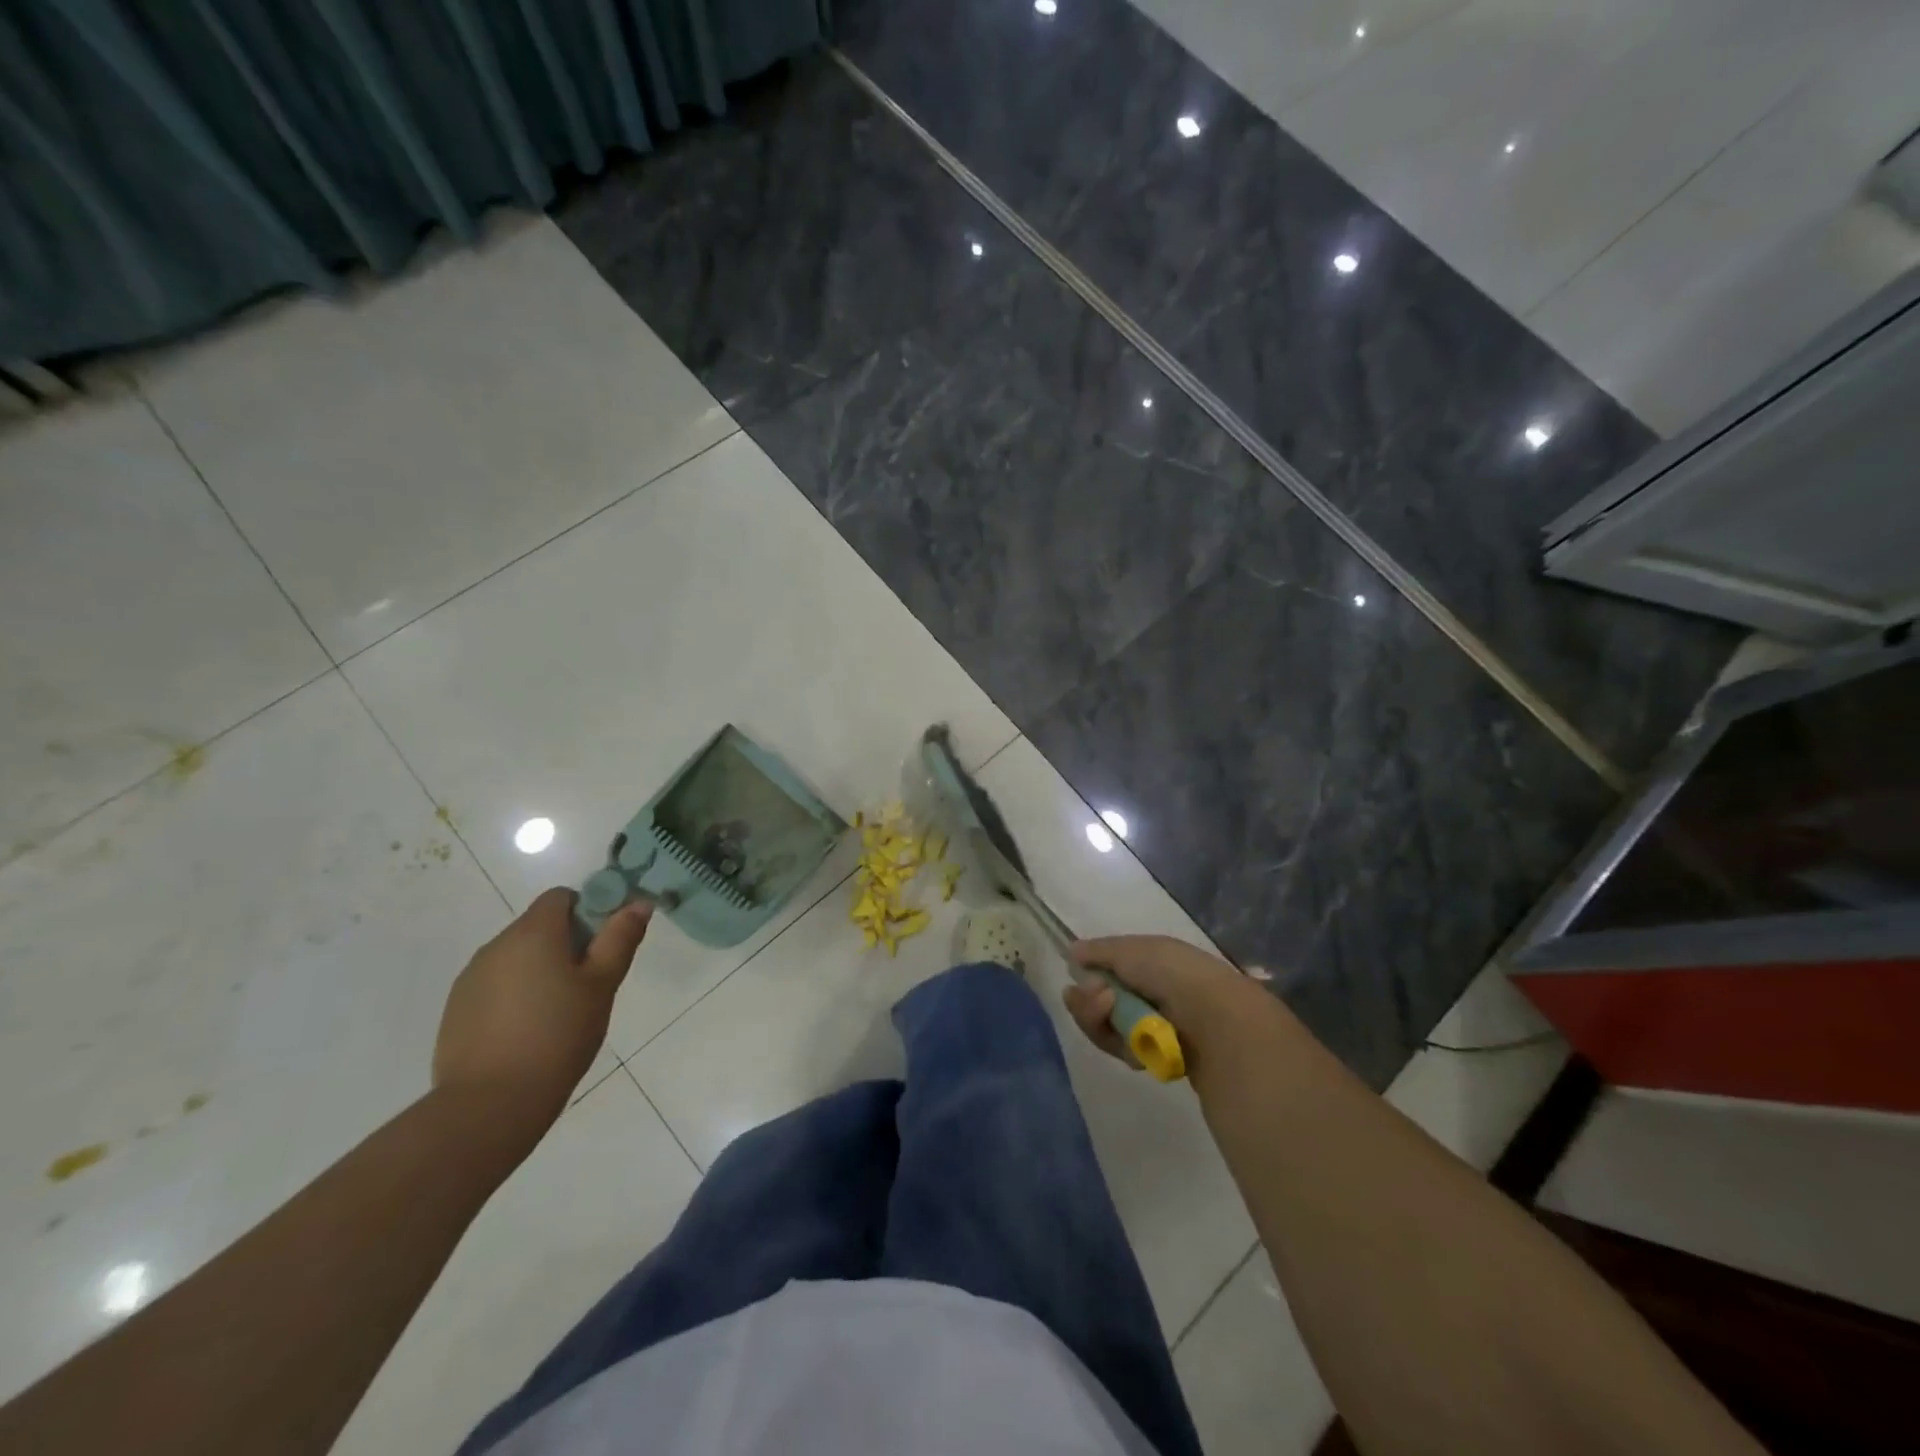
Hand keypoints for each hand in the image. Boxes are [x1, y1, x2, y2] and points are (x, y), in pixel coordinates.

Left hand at [433, 888, 650, 1122]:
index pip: (562, 897)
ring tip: (558, 1014)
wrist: (490, 1105)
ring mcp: (471, 978)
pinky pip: (495, 986)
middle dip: (566, 945)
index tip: (602, 947)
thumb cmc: (558, 1036)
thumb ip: (620, 939)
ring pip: (517, 958)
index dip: (588, 912)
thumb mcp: (602, 985)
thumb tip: (638, 903)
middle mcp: (496, 945)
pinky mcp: (456, 1010)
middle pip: (539, 926)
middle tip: (588, 985)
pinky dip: (515, 996)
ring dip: (539, 971)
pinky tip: (527, 1033)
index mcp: (533, 933)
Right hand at [1064, 935, 1282, 1079]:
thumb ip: (1098, 951)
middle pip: (1101, 1001)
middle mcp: (1151, 992)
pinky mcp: (1157, 1056)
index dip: (1089, 974)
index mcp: (1151, 962)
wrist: (1215, 1020)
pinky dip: (1120, 1043)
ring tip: (1111, 1011)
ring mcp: (1153, 1025)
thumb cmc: (1173, 974)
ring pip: (1107, 1027)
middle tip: (1098, 999)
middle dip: (1089, 1002)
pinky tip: (1132, 1039)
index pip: (1108, 969)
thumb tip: (1072, 951)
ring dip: (1099, 1019)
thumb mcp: (1131, 950)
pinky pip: (1122, 1049)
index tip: (1076, 975)